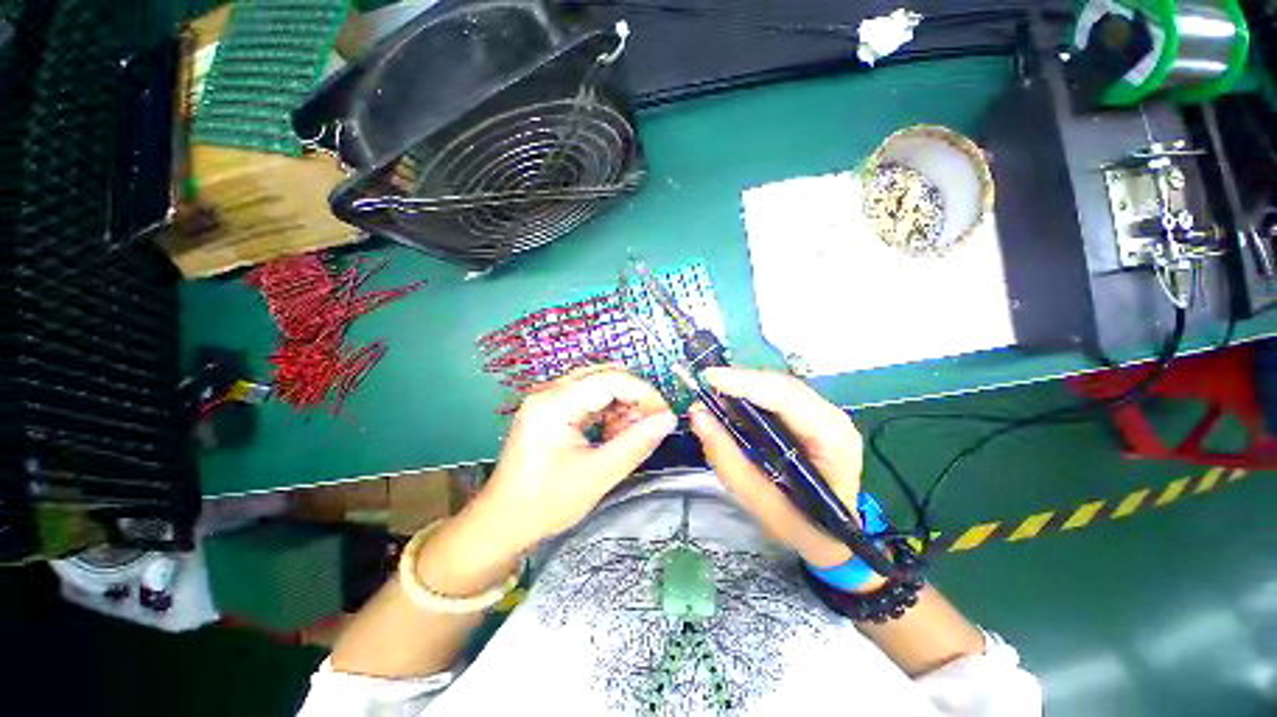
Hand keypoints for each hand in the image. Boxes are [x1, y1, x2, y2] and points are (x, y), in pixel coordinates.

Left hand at [466, 364, 675, 554]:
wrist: (502, 522)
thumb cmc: (546, 504)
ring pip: (599, 384)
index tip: (664, 415)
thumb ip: (636, 444)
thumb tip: (669, 419)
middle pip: (605, 376)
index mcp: (554, 403)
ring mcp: (548, 397)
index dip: (643, 393)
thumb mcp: (597, 476)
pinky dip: (608, 411)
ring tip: (629, 436)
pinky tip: (612, 435)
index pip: (611, 379)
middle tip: (649, 426)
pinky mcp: (550, 407)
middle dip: (633, 398)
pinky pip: (588, 397)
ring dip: (621, 405)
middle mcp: (549, 391)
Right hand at [689, 367, 862, 568]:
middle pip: (780, 385)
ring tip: (710, 400)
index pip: (787, 396)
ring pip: (775, 387)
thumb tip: (698, 416)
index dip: (746, 382)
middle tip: (703, 390)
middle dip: (739, 383)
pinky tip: (728, 408)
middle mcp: (831, 416)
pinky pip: (772, 397)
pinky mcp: (807, 416)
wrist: (831, 536)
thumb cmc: (802, 526)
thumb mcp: (760, 501)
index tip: (709, 378)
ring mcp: (821, 413)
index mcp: (832, 437)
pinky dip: (746, 399)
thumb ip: (727, 458)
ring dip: (741, 390)